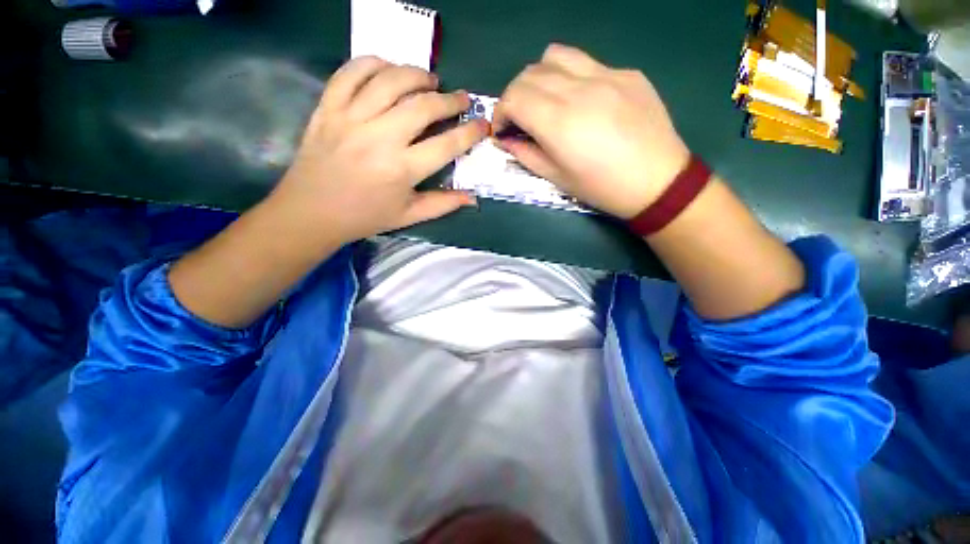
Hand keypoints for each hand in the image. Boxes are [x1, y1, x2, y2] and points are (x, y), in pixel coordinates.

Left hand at [270, 56, 488, 245]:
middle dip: (450, 100)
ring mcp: (351, 118)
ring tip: (429, 80)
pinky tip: (388, 69)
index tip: (483, 124)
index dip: (470, 133)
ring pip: (390, 80)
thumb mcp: (408, 216)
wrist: (312, 211)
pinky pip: (351, 72)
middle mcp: (380, 138)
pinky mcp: (328, 107)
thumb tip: (472, 198)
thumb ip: (443, 204)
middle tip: (461, 99)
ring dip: (417, 74)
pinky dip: (373, 63)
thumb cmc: (365, 217)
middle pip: (423, 106)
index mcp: (402, 170)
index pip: (446, 145)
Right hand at [493, 44, 689, 218]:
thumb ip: (526, 154)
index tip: (503, 130)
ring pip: (555, 56)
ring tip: (545, 100)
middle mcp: (578, 89)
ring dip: (539, 77)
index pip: (513, 97)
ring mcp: (606, 74)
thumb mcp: (557, 179)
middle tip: (520, 119)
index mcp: (558, 122)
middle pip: (529, 74)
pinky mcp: (626, 72)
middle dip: (515, 96)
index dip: (500, 113)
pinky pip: (587, 63)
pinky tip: (581, 100)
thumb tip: (506, 139)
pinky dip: (570, 77)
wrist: (657, 181)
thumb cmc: (602, 188)